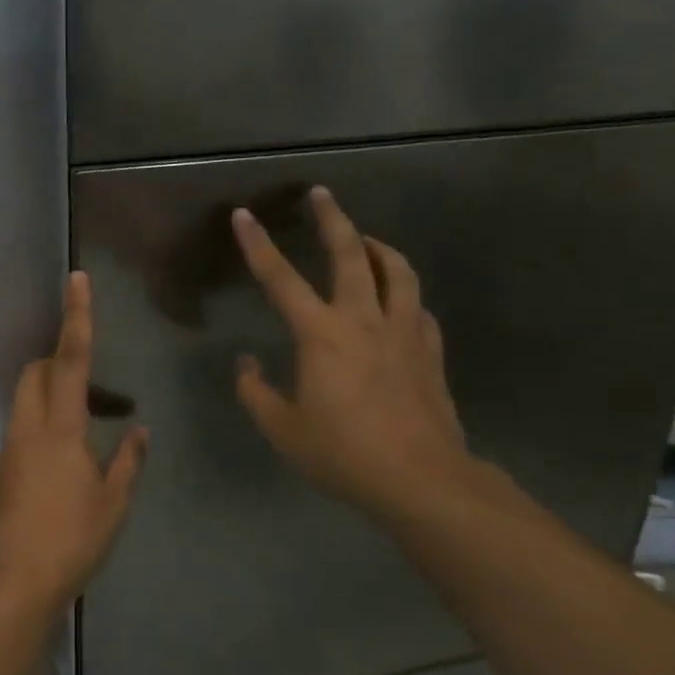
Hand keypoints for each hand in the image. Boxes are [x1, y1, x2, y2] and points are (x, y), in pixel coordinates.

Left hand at [0, 271, 149, 610]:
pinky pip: (27, 425)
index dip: (77, 317)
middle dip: (62, 361)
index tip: (76, 279)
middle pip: (39, 370)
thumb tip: (139, 430)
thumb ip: (128, 461)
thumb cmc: (72, 539)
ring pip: (30, 397)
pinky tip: (76, 460)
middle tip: (103, 393)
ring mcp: (12, 445)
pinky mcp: (4, 465)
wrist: (15, 580)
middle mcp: (30, 427)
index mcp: (61, 428)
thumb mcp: (114, 503)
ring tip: (100, 433)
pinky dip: (50, 422)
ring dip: (60, 396)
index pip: (70, 359)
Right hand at [231, 187, 476, 517]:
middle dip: (333, 219)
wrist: (422, 480)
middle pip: (351, 254)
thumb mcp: (283, 430)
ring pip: (397, 272)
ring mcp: (404, 333)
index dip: (257, 244)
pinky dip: (404, 294)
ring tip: (367, 240)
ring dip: (379, 248)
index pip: (280, 278)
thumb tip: (246, 365)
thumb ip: (256, 393)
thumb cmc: (344, 454)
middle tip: (322, 194)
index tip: (244, 214)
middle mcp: (363, 320)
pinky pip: (418, 308)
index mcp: (321, 335)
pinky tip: (399, 301)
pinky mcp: (430, 352)